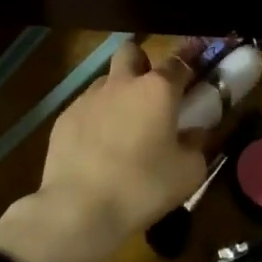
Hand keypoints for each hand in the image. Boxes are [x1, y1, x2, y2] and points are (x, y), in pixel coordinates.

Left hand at [0, 39, 205, 261]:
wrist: (80, 209)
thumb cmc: (143, 187)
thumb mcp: (188, 173)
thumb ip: (197, 145)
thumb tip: (195, 133)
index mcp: (157, 89)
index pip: (178, 62)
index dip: (188, 66)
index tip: (194, 76)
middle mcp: (122, 83)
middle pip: (131, 52)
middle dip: (142, 63)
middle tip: (150, 92)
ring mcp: (88, 98)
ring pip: (106, 80)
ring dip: (118, 93)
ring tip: (123, 127)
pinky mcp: (64, 118)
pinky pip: (85, 107)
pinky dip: (95, 119)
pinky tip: (97, 149)